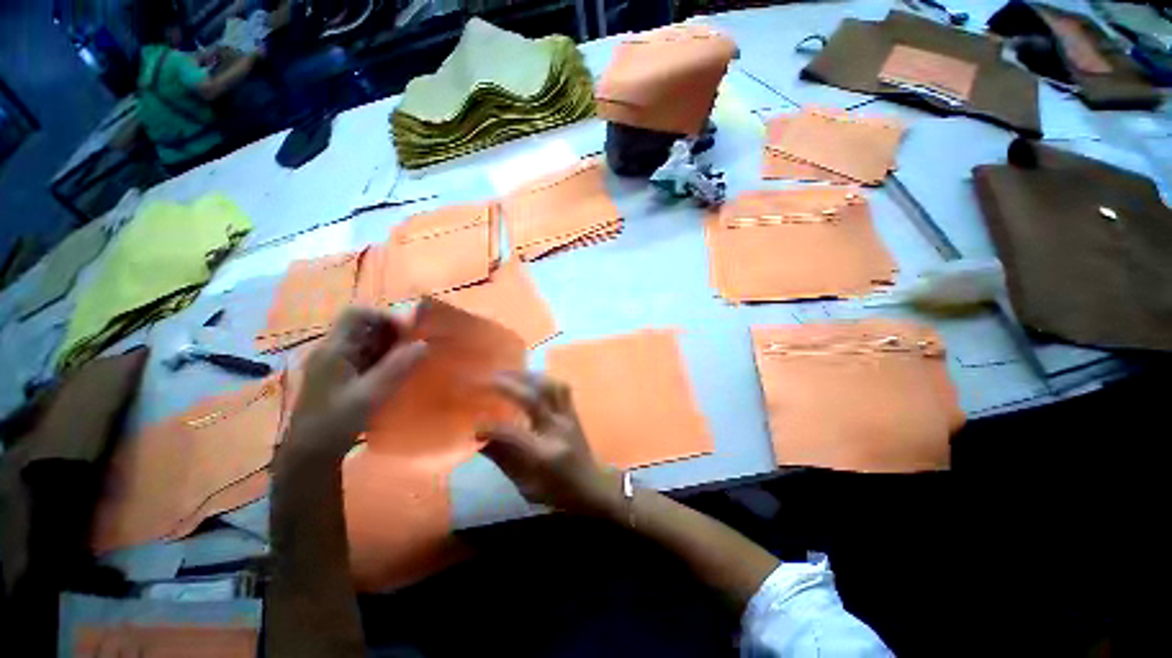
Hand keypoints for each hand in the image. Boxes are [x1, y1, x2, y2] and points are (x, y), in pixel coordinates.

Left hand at [284, 307, 426, 460]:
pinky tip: (396, 373)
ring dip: (389, 347)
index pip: (356, 314)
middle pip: (363, 326)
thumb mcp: (371, 394)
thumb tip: (424, 344)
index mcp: (334, 349)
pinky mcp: (340, 376)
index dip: (384, 317)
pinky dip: (384, 359)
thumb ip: (398, 367)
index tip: (407, 334)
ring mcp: (335, 363)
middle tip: (413, 349)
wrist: (310, 453)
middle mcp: (332, 350)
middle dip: (391, 333)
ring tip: (409, 361)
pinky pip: (365, 357)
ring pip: (366, 342)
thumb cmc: (336, 421)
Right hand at [478, 373, 621, 517]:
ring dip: (526, 377)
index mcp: (545, 454)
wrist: (592, 486)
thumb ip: (504, 460)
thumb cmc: (557, 492)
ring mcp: (569, 417)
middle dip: (509, 386)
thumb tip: (480, 440)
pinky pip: (560, 387)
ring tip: (506, 374)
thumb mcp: (526, 487)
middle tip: (487, 380)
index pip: (514, 434)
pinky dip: (543, 379)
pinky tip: (529, 379)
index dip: (492, 428)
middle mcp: (558, 429)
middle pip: (534, 400)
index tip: (475, 427)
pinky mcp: (574, 411)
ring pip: (550, 387)